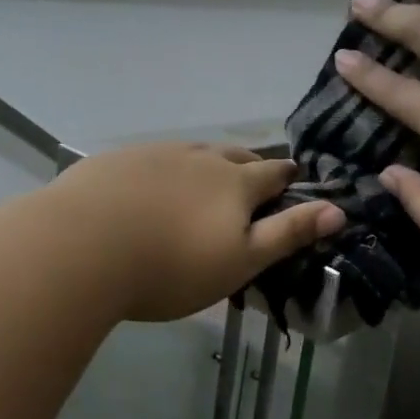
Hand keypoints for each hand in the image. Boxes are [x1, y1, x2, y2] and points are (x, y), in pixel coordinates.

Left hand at [42, 143, 343, 322]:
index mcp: (234, 183)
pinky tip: (153, 183)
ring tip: (209, 177)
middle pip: (235, 155)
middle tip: (254, 179)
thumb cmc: (170, 266)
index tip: (294, 179)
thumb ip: (288, 234)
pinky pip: (155, 157)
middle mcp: (200, 158)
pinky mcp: (118, 159)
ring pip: (195, 152)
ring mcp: (156, 154)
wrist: (81, 247)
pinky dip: (166, 168)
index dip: (288, 178)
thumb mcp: (239, 261)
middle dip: (251, 166)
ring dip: (210, 163)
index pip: (273, 174)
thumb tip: (338, 211)